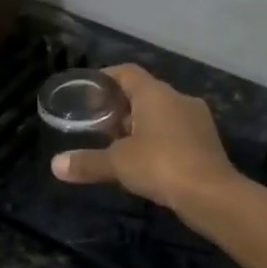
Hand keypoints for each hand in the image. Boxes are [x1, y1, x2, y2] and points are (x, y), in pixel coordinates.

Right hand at [50, 64, 241, 220]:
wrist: (211, 194)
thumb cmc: (161, 166)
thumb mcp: (118, 163)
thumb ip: (87, 162)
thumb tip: (55, 165)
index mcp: (156, 94)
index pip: (127, 73)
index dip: (106, 78)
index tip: (88, 90)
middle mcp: (179, 99)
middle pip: (144, 94)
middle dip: (121, 106)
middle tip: (98, 123)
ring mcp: (197, 120)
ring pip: (162, 114)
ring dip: (140, 125)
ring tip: (118, 144)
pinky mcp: (206, 142)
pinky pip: (175, 133)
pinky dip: (158, 140)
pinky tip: (146, 161)